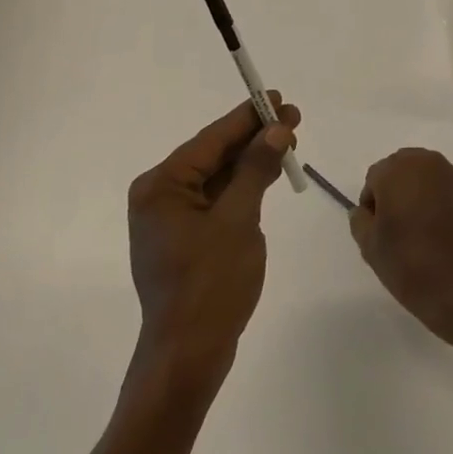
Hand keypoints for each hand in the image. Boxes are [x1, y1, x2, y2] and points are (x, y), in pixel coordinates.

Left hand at [128, 94, 300, 390]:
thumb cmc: (211, 284)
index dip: (247, 116)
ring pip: (217, 177)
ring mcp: (170, 220)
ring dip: (251, 160)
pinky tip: (267, 174)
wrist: (188, 356)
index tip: (278, 96)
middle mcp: (159, 196)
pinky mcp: (184, 239)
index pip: (211, 139)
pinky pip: (216, 200)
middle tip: (293, 118)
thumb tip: (275, 129)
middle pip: (213, 155)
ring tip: (288, 141)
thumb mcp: (238, 220)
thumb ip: (255, 170)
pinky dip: (242, 187)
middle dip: (254, 137)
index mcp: (161, 186)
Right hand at [349, 148, 452, 349]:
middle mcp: (429, 163)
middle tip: (397, 230)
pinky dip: (442, 206)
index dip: (372, 206)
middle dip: (396, 194)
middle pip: (402, 171)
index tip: (378, 233)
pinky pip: (449, 194)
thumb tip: (366, 211)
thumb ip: (360, 220)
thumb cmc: (411, 265)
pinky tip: (444, 237)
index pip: (374, 179)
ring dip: (420, 197)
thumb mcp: (370, 247)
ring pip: (428, 180)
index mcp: (398, 169)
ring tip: (421, 234)